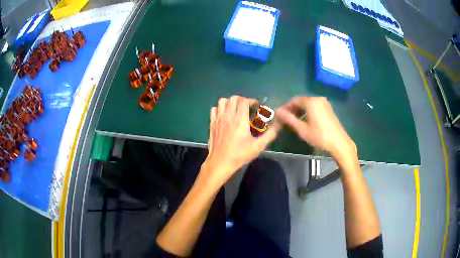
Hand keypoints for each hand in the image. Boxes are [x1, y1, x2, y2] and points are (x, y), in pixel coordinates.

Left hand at [202, 96, 279, 185]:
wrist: (220, 162)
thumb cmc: (240, 154)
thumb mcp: (258, 146)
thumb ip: (269, 134)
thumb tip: (279, 125)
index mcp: (240, 119)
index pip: (244, 101)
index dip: (251, 101)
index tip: (256, 107)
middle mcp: (228, 115)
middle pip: (234, 98)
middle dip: (242, 100)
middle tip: (247, 108)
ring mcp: (218, 119)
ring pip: (222, 101)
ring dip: (230, 102)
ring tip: (235, 110)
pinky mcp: (212, 123)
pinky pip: (214, 109)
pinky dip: (219, 109)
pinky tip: (224, 116)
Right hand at [275, 97, 355, 160]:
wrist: (339, 143)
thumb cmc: (319, 136)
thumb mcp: (302, 129)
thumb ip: (289, 119)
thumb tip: (277, 111)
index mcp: (311, 102)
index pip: (294, 100)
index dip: (286, 108)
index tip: (281, 117)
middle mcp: (317, 99)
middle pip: (301, 101)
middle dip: (293, 109)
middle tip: (287, 120)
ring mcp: (324, 103)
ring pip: (308, 104)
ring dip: (300, 111)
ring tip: (296, 122)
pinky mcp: (328, 108)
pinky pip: (314, 106)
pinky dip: (308, 111)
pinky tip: (306, 121)